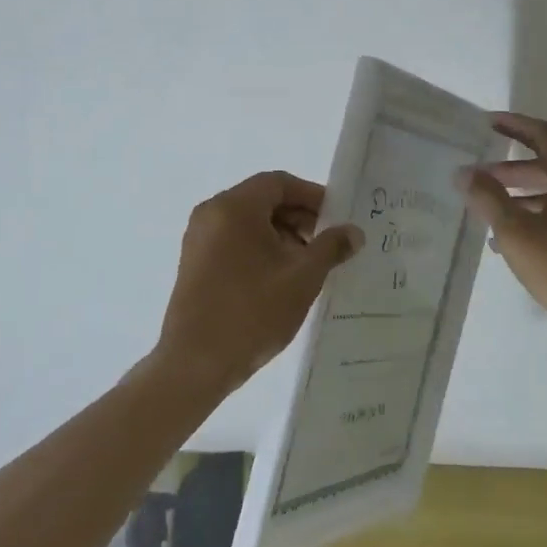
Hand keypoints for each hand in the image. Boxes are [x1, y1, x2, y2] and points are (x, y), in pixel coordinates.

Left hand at [156, 171, 362, 393]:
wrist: (195, 363)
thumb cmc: (252, 312)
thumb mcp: (302, 278)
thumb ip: (330, 247)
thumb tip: (353, 232)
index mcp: (234, 207)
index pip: (278, 183)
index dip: (312, 196)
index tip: (337, 218)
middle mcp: (211, 213)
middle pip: (262, 199)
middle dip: (298, 217)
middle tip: (326, 244)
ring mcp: (198, 238)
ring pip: (248, 222)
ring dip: (280, 234)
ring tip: (306, 266)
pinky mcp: (194, 262)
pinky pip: (232, 240)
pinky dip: (259, 248)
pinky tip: (279, 278)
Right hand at [457, 114, 546, 342]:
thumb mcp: (517, 234)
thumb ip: (488, 199)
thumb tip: (464, 172)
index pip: (543, 135)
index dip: (514, 125)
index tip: (488, 122)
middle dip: (512, 168)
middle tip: (480, 177)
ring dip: (525, 196)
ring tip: (492, 215)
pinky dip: (543, 216)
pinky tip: (522, 244)